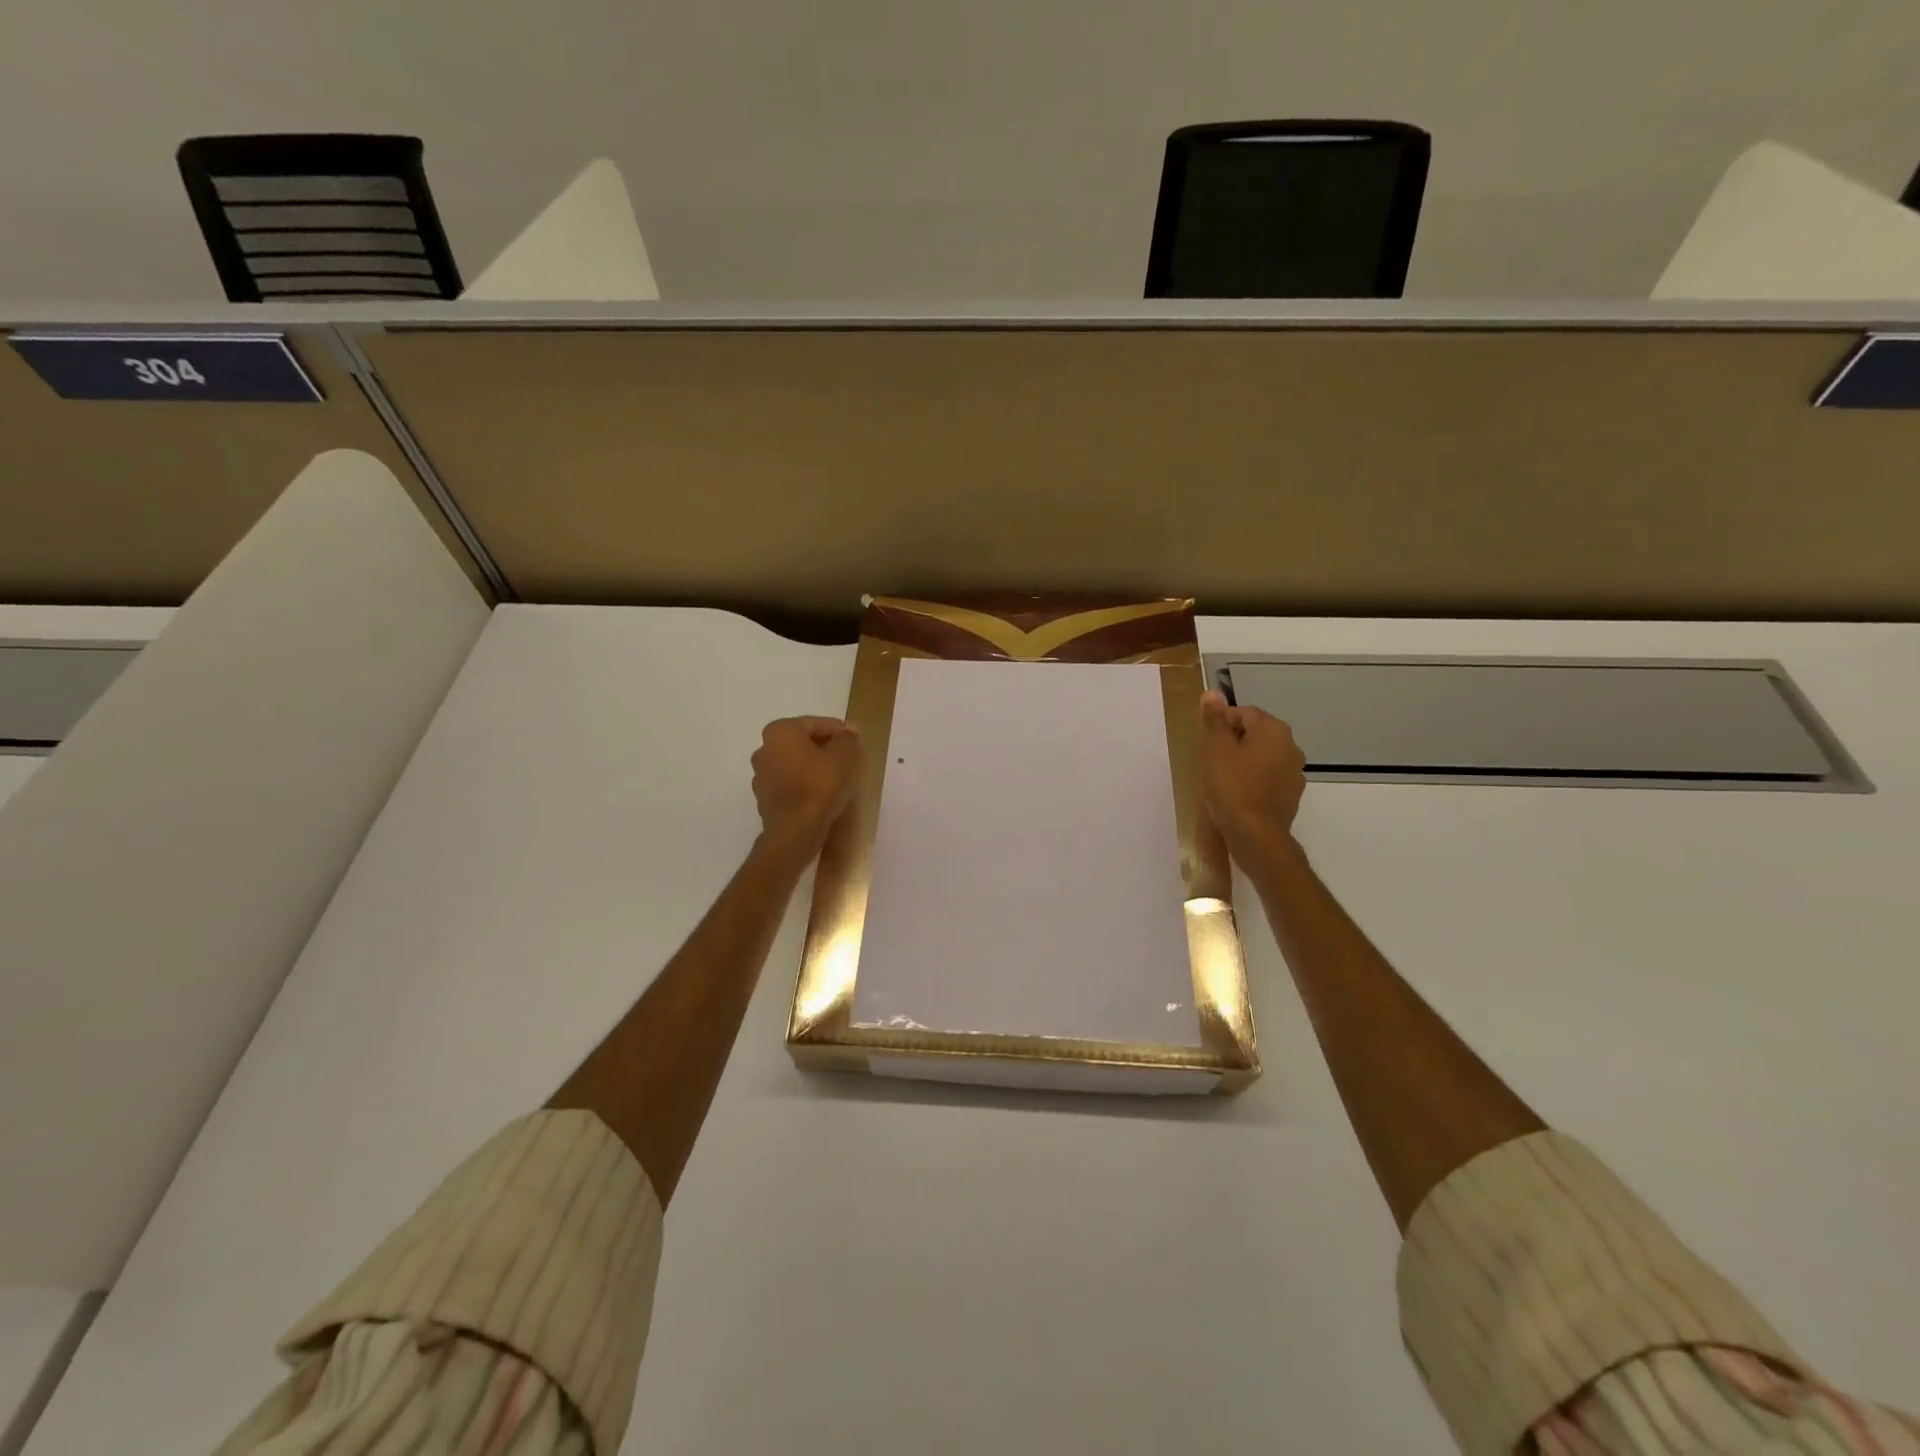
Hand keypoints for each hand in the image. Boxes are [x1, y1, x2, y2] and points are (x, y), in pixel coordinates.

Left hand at [751, 716, 861, 853]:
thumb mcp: (845, 757)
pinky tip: (822, 796)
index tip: (856, 741)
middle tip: (849, 759)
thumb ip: (848, 739)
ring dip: (814, 767)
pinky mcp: (765, 799)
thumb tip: (848, 733)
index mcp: (780, 731)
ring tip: (838, 779)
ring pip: (795, 764)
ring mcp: (761, 776)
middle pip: (802, 743)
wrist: (795, 832)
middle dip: (825, 749)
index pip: (815, 723)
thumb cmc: (820, 786)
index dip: (839, 731)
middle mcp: (764, 749)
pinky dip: (805, 785)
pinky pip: (790, 785)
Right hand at [1199, 691, 1306, 863]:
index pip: (1244, 713)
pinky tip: (1236, 796)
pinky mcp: (1291, 796)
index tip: (1205, 743)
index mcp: (1273, 730)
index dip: (1221, 724)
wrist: (1255, 835)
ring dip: (1243, 762)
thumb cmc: (1231, 787)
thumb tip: (1212, 693)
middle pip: (1255, 734)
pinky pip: (1268, 779)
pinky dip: (1253, 781)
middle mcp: (1290, 747)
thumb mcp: (1214, 750)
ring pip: (1263, 757)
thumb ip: (1213, 720)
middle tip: (1209, 760)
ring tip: (1221, 779)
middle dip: (1232, 742)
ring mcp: (1294, 773)